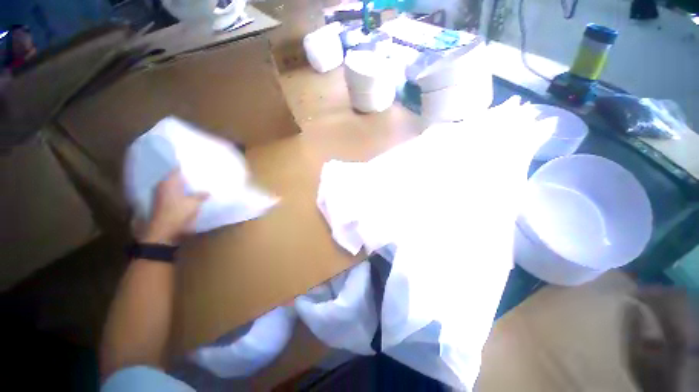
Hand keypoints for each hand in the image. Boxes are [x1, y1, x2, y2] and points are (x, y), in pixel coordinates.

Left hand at [141, 169, 208, 245]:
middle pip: (174, 178)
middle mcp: (161, 186)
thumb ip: (201, 195)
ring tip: (196, 185)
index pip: (177, 170)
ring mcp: (159, 196)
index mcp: (169, 183)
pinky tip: (189, 196)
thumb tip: (207, 192)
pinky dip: (180, 193)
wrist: (163, 232)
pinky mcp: (160, 204)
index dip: (186, 167)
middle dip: (185, 177)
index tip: (197, 166)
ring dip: (183, 186)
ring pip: (173, 186)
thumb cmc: (178, 214)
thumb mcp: (194, 204)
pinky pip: (172, 194)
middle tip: (199, 175)